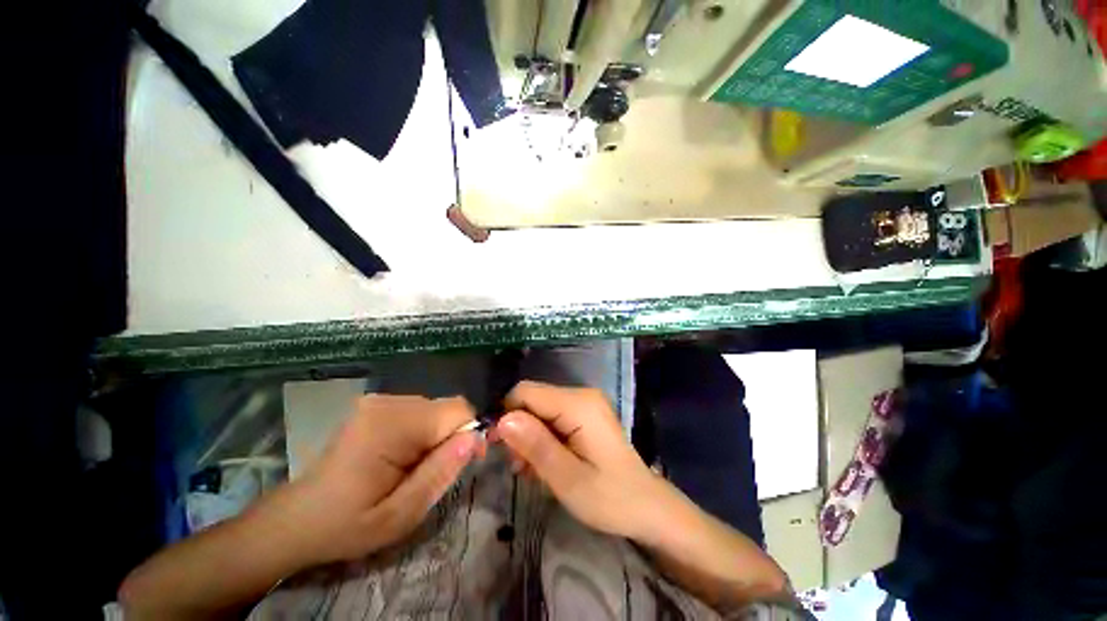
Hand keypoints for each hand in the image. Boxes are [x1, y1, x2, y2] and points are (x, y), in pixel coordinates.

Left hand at [270, 395, 481, 564]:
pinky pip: (419, 410)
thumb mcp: (400, 515)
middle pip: (446, 407)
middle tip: (434, 472)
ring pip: (435, 408)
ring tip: (414, 466)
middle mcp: (388, 402)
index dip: (470, 434)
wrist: (298, 518)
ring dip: (436, 434)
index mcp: (392, 426)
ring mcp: (379, 400)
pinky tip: (402, 454)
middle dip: (451, 437)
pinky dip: (422, 430)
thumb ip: (441, 473)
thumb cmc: (348, 524)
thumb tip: (474, 438)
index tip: (466, 463)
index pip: (457, 410)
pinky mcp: (376, 404)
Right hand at [494, 381, 674, 540]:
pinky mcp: (584, 413)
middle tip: (520, 467)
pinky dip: (542, 437)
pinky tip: (546, 463)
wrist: (646, 506)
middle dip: (519, 430)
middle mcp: (581, 394)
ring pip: (539, 409)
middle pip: (532, 399)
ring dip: (529, 437)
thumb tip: (502, 420)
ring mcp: (584, 402)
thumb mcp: (568, 479)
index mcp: (579, 404)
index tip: (497, 449)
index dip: (506, 415)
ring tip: (533, 471)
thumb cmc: (610, 498)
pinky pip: (552, 416)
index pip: (526, 392)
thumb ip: (536, 446)